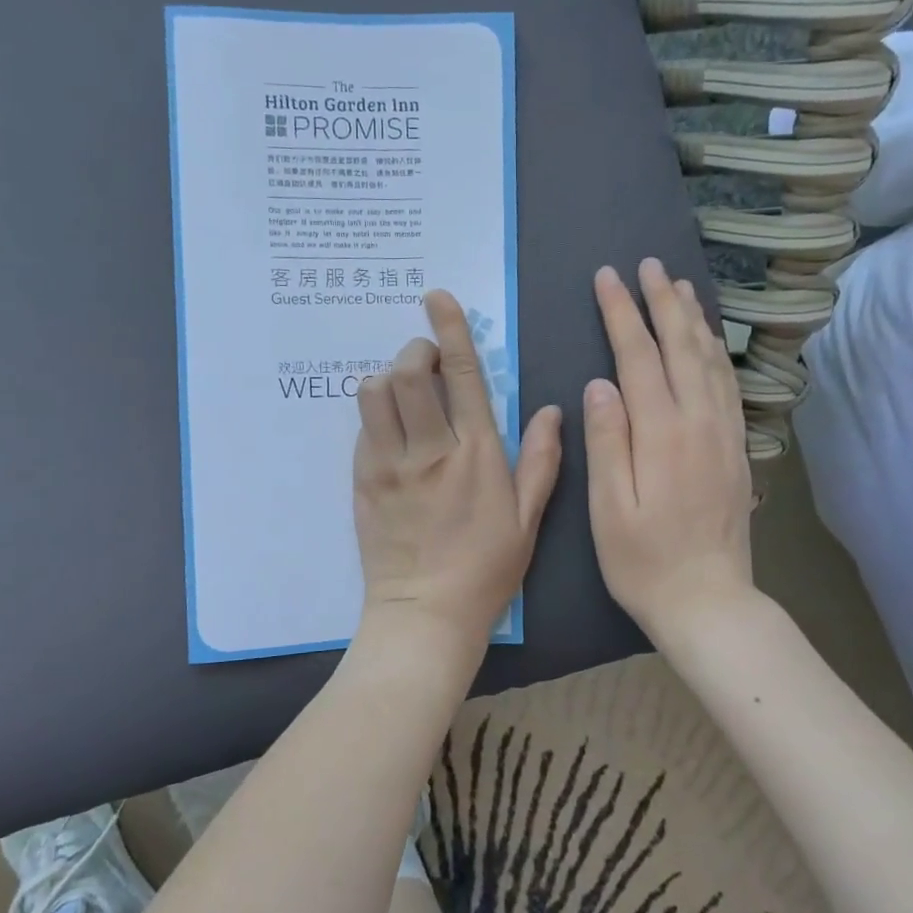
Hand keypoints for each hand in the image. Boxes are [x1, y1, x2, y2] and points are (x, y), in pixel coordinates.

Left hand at [354, 291, 562, 649]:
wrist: (425, 614)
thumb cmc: (486, 570)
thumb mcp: (528, 519)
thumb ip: (541, 460)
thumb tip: (551, 409)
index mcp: (476, 454)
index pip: (462, 374)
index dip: (449, 328)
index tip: (437, 298)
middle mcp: (429, 450)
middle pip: (408, 372)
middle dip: (416, 350)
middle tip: (428, 362)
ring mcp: (388, 465)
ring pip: (373, 393)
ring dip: (389, 379)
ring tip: (406, 395)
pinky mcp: (361, 481)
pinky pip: (362, 428)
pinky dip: (376, 414)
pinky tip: (392, 431)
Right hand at [584, 260, 754, 638]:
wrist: (709, 602)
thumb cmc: (644, 562)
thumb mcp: (610, 509)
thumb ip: (607, 442)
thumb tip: (600, 384)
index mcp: (662, 434)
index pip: (639, 357)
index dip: (621, 313)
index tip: (608, 277)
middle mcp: (699, 423)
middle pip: (681, 347)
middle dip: (662, 301)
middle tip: (648, 264)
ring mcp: (724, 434)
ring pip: (710, 361)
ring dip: (694, 319)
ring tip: (681, 285)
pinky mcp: (736, 449)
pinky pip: (727, 385)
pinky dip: (716, 352)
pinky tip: (708, 341)